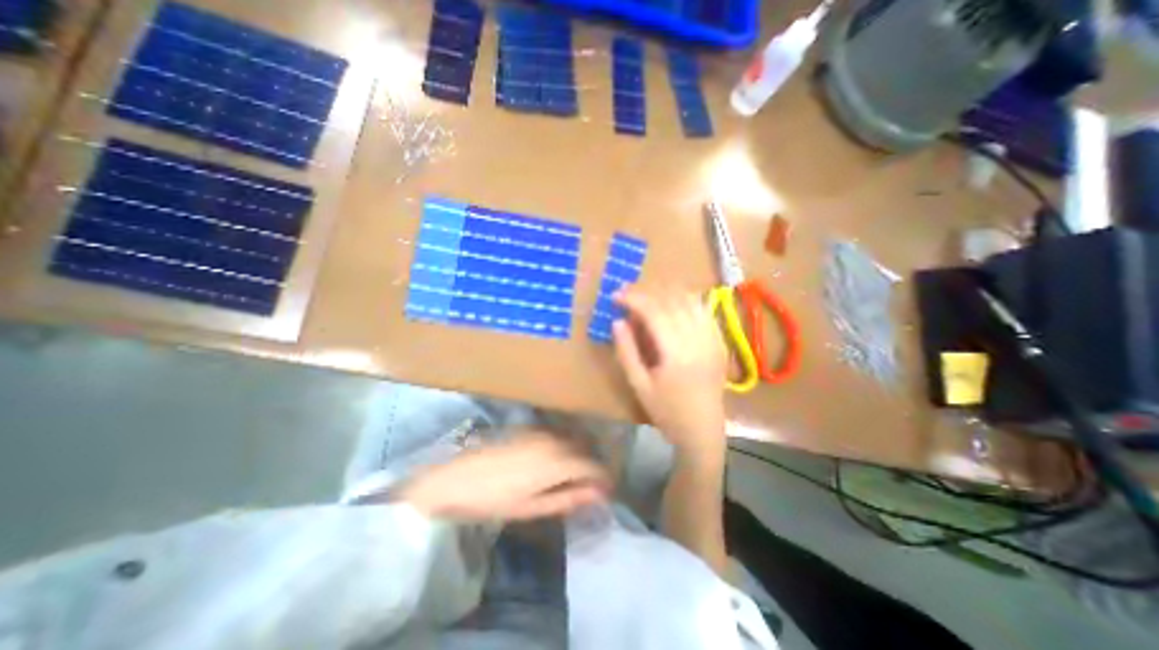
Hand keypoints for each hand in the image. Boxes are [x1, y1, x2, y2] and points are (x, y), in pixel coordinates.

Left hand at [400, 433, 609, 521]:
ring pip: (571, 440)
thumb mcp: (533, 507)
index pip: (592, 465)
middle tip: (591, 487)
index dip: (603, 478)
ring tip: (574, 477)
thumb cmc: (494, 500)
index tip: (607, 492)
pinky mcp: (528, 429)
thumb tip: (598, 495)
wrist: (454, 480)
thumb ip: (568, 498)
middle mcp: (553, 440)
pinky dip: (563, 447)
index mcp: (556, 461)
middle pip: (584, 449)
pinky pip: (556, 435)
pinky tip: (555, 462)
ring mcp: (540, 431)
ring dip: (578, 456)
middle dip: (592, 466)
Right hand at [611, 287, 727, 462]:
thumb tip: (617, 321)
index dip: (634, 299)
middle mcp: (699, 340)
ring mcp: (713, 339)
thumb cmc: (667, 412)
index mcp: (677, 353)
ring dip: (666, 292)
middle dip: (647, 292)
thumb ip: (627, 351)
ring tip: (647, 294)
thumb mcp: (639, 385)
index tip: (616, 295)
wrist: (703, 430)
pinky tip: (672, 301)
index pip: (655, 312)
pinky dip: (685, 299)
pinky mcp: (720, 341)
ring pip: (690, 300)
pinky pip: (703, 309)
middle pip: (672, 301)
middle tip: (627, 292)